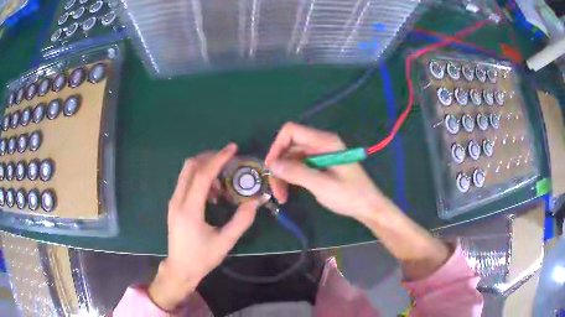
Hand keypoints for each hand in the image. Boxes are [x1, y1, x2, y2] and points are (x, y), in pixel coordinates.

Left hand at [149, 144, 259, 310]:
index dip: (218, 159)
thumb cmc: (202, 258)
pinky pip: (185, 182)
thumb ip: (241, 221)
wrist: (180, 268)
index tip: (232, 148)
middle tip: (228, 161)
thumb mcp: (225, 242)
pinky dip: (199, 178)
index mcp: (190, 210)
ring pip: (186, 172)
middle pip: (190, 166)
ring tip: (222, 182)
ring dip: (204, 168)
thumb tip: (255, 202)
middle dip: (210, 157)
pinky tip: (212, 193)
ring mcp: (173, 201)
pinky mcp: (174, 204)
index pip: (202, 175)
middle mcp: (178, 200)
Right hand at [265, 122, 389, 221]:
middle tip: (275, 191)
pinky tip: (288, 193)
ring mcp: (319, 155)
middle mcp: (320, 144)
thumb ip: (297, 173)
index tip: (270, 168)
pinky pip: (298, 167)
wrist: (369, 207)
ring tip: (281, 197)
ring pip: (291, 159)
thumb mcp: (323, 186)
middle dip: (279, 167)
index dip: (277, 146)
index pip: (291, 131)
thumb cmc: (350, 196)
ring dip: (283, 176)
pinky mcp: (319, 165)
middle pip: (289, 147)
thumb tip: (272, 165)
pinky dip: (291, 178)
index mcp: (325, 142)